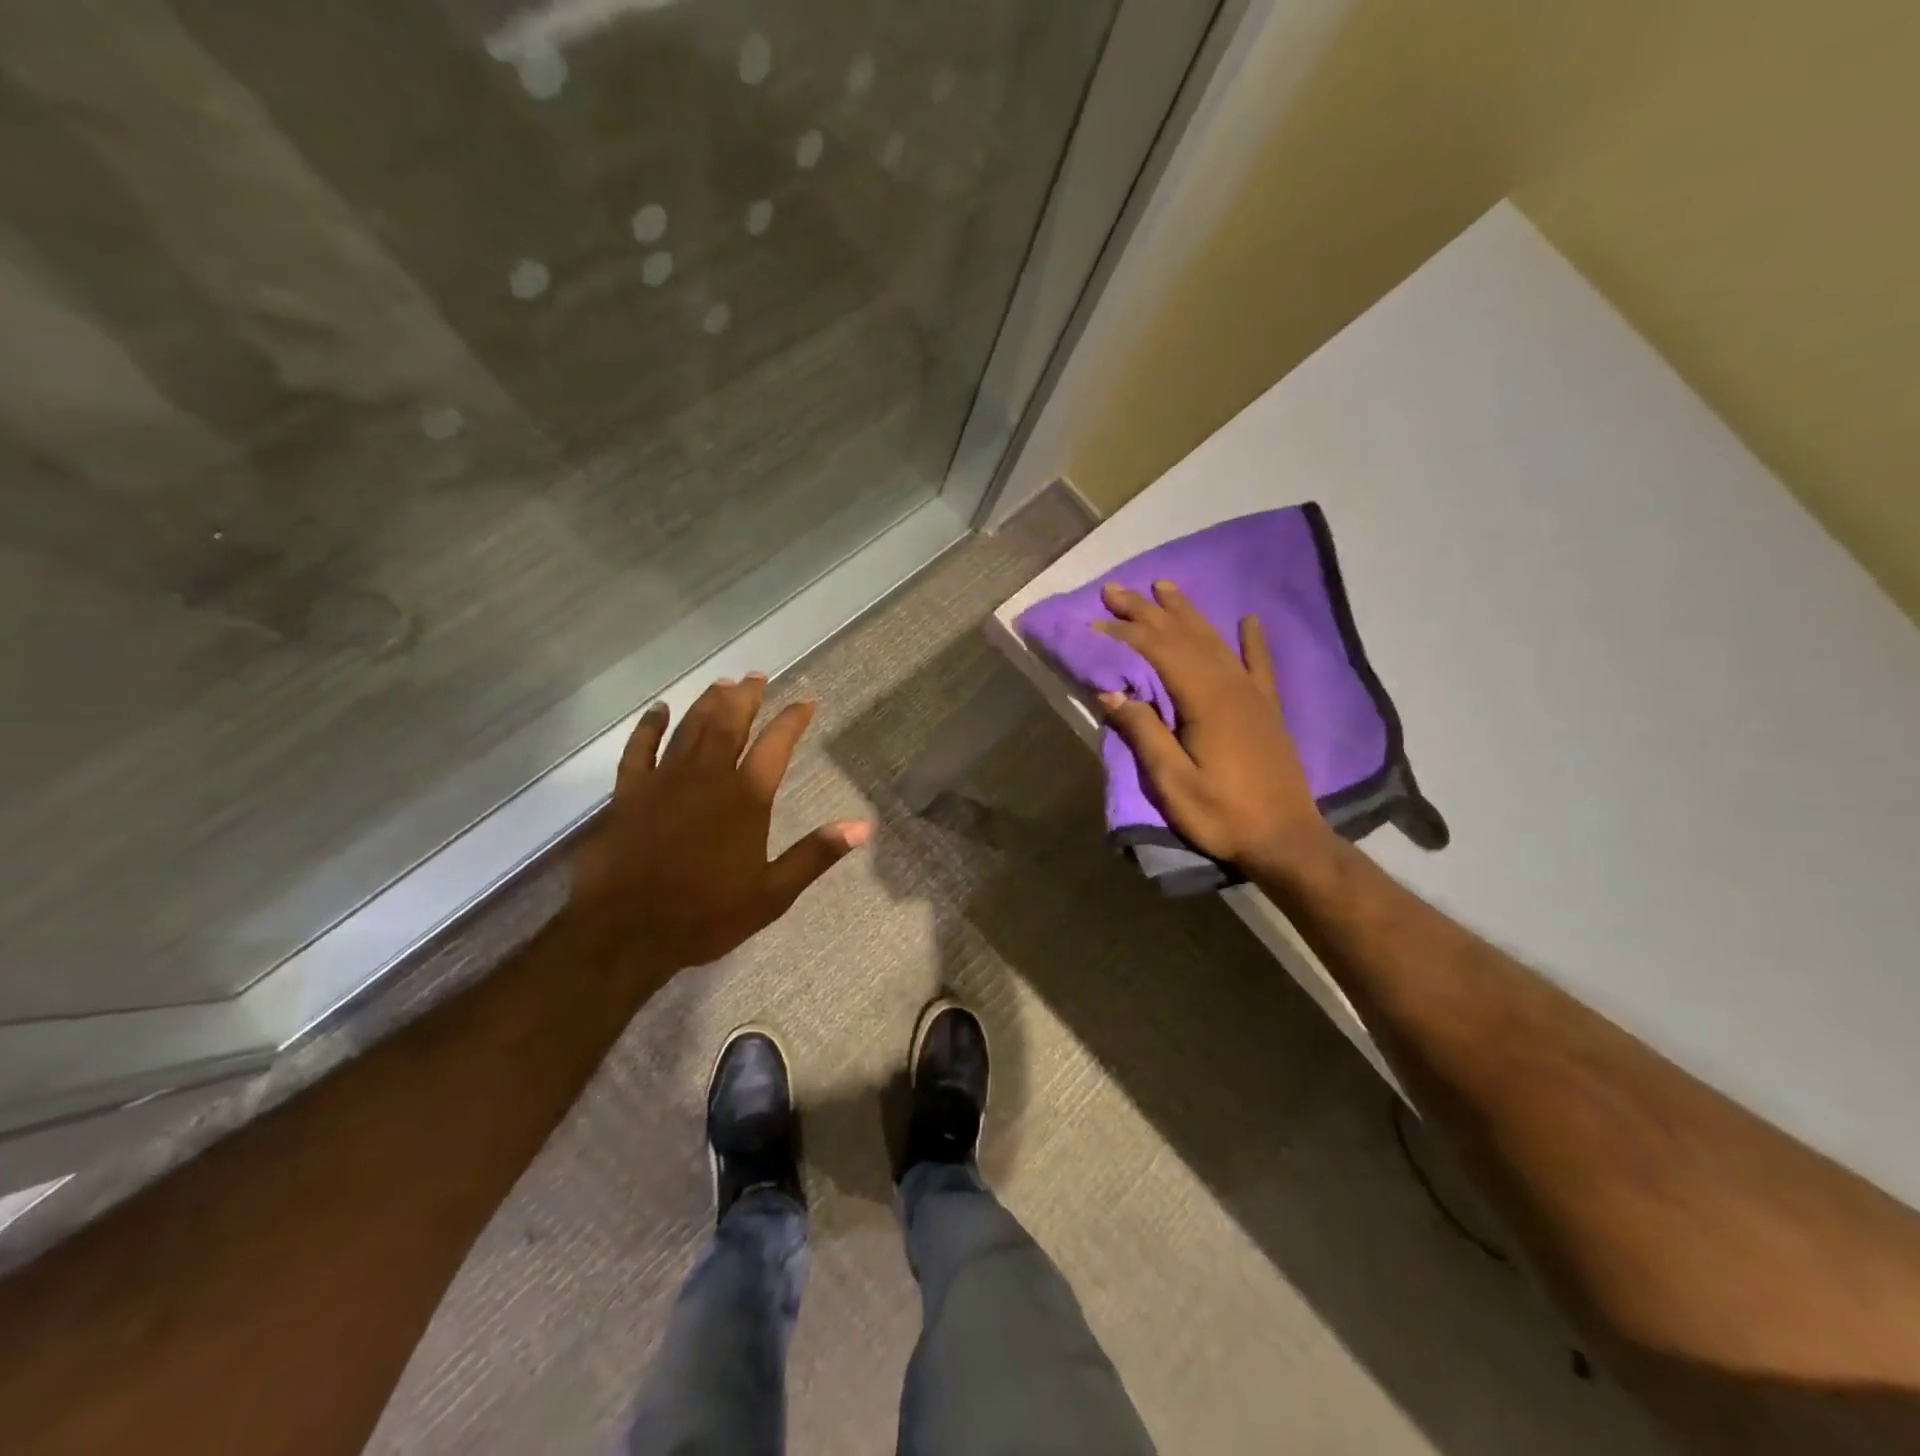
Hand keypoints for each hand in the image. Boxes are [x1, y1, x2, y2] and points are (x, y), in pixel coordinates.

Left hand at [570, 675, 869, 973]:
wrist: (626, 931)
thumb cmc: (705, 915)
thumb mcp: (772, 893)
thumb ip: (816, 854)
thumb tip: (863, 826)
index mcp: (746, 798)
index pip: (776, 745)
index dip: (792, 719)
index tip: (806, 701)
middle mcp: (707, 777)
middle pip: (729, 724)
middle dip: (745, 697)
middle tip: (756, 676)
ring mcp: (664, 781)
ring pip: (689, 728)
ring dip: (707, 703)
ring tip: (721, 683)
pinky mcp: (629, 793)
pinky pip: (639, 749)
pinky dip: (649, 727)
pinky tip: (658, 710)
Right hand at [1095, 580, 1335, 881]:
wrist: (1286, 839)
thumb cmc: (1223, 815)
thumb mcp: (1173, 782)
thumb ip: (1144, 733)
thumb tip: (1110, 692)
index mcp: (1205, 700)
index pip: (1157, 652)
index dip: (1124, 634)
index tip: (1093, 622)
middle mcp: (1230, 685)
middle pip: (1183, 636)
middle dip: (1146, 611)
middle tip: (1115, 589)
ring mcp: (1252, 694)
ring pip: (1214, 640)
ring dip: (1186, 612)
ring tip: (1163, 586)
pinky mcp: (1267, 708)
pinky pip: (1259, 663)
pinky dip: (1252, 639)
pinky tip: (1248, 619)